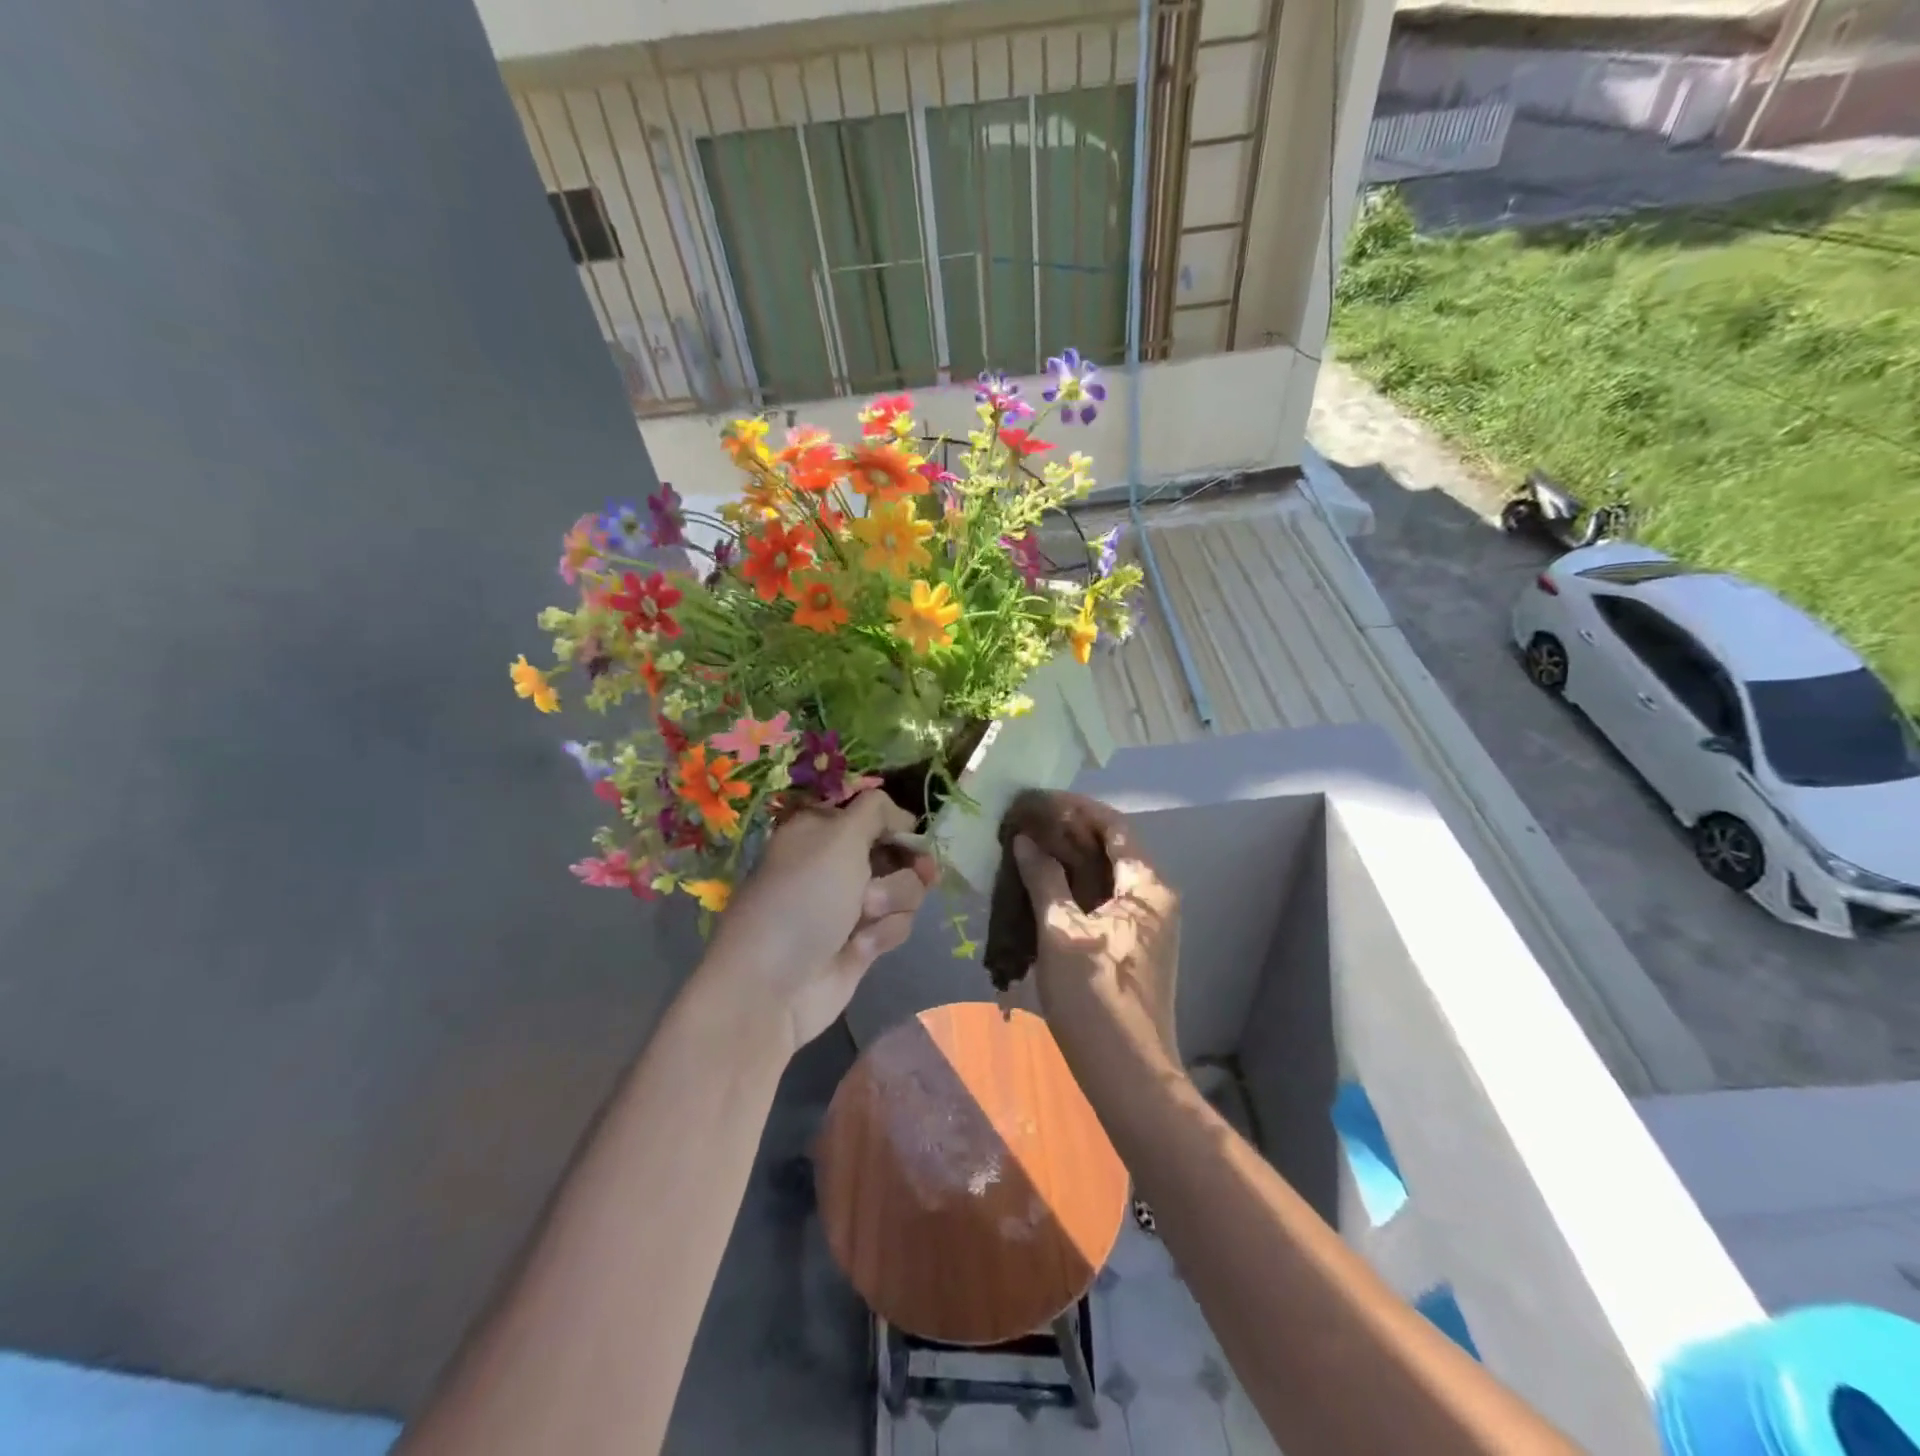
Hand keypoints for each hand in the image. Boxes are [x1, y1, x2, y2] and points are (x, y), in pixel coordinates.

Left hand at [705, 790, 937, 1055]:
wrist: (774, 986)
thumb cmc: (803, 899)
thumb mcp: (838, 838)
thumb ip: (876, 811)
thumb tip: (903, 814)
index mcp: (822, 829)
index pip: (873, 812)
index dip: (897, 822)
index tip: (913, 832)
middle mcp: (837, 862)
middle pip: (897, 850)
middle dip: (906, 864)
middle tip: (919, 872)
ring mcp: (851, 904)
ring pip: (905, 888)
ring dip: (893, 900)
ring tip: (865, 916)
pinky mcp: (863, 941)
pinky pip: (897, 924)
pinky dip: (884, 932)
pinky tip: (860, 946)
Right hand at [1010, 796, 1179, 1063]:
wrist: (1128, 1074)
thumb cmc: (1095, 996)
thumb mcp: (1062, 932)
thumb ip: (1044, 879)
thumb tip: (1026, 840)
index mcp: (1146, 887)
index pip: (1113, 826)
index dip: (1076, 808)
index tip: (1038, 800)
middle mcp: (1155, 899)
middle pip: (1112, 849)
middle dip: (1069, 833)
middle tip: (1026, 825)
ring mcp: (1147, 926)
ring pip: (1106, 877)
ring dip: (1069, 861)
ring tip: (1027, 851)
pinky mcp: (1134, 949)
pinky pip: (1103, 902)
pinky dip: (1074, 889)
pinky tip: (1042, 891)